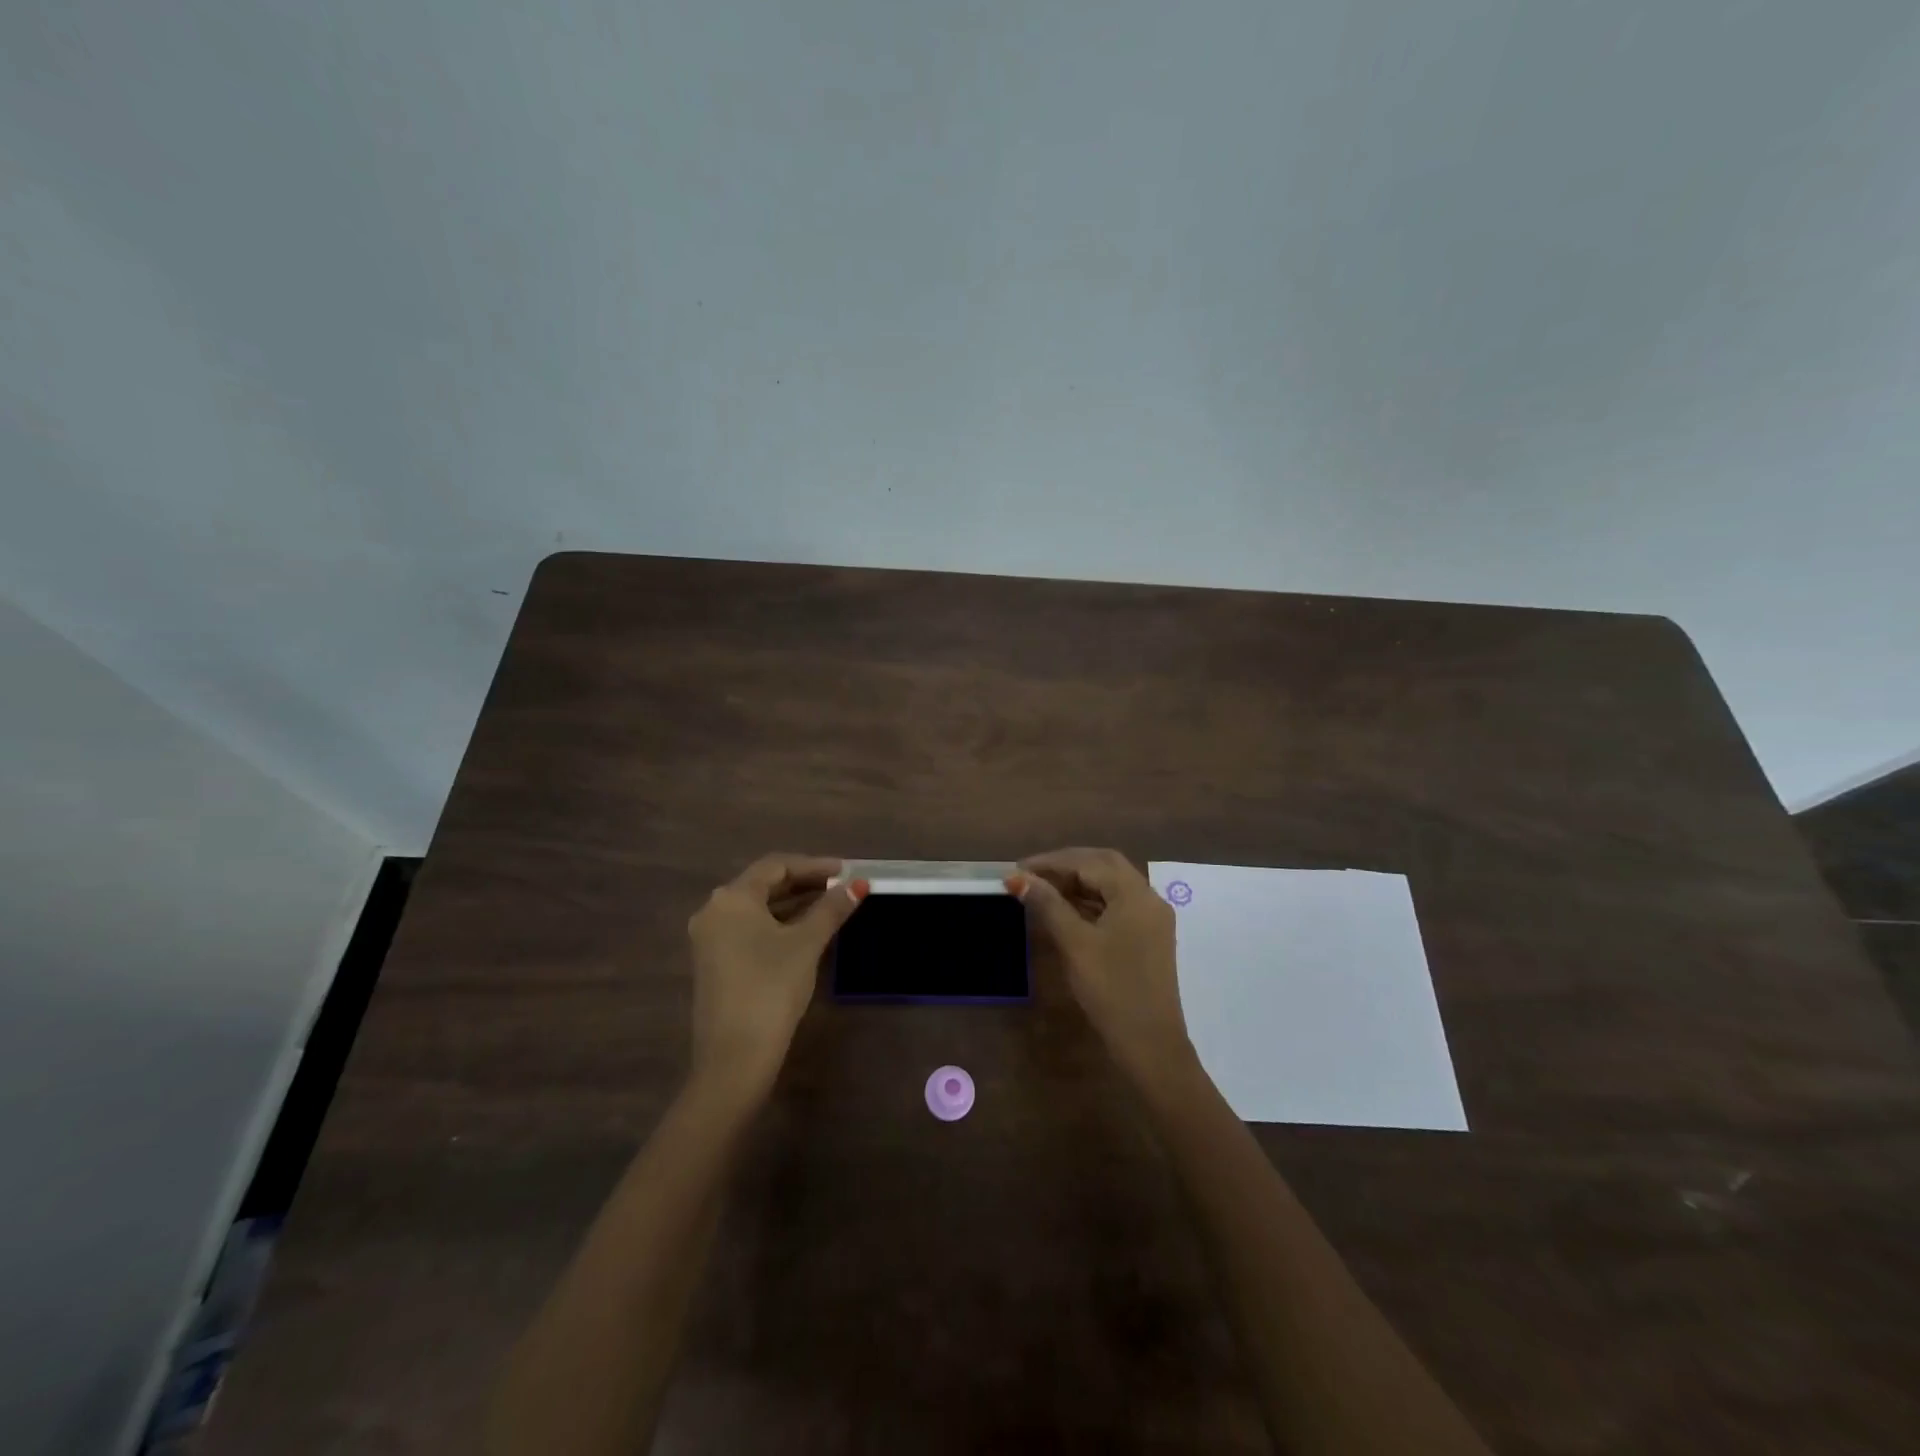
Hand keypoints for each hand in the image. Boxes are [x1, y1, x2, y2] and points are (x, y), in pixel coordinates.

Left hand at [686, 854, 866, 1100]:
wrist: (734, 1056)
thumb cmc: (771, 987)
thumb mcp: (806, 943)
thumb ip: (831, 909)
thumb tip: (859, 884)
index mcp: (732, 898)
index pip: (776, 865)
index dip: (814, 865)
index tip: (846, 871)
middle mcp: (714, 911)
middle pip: (763, 884)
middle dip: (804, 883)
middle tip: (841, 886)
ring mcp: (710, 939)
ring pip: (757, 909)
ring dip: (793, 904)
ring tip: (829, 906)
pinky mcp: (714, 963)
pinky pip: (749, 929)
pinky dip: (777, 924)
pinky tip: (804, 932)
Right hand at [1010, 848, 1195, 1089]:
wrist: (1150, 1044)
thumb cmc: (1111, 989)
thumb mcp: (1074, 944)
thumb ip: (1047, 905)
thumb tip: (1017, 878)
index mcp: (1135, 894)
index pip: (1089, 861)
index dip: (1051, 861)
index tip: (1017, 869)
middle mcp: (1148, 898)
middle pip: (1104, 865)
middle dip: (1066, 866)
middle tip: (1030, 876)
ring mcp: (1151, 919)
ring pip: (1111, 885)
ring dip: (1077, 883)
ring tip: (1041, 891)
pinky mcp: (1148, 937)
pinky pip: (1116, 905)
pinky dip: (1090, 901)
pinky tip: (1066, 911)